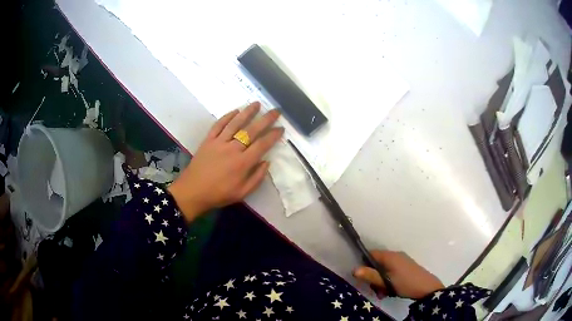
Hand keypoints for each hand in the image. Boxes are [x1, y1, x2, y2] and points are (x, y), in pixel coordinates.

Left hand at [168, 102, 282, 221]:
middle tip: (275, 111)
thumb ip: (257, 178)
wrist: (192, 192)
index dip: (273, 136)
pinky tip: (235, 111)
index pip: (262, 145)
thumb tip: (267, 162)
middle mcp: (232, 149)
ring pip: (235, 124)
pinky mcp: (208, 140)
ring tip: (257, 103)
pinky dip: (227, 117)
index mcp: (242, 163)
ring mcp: (219, 142)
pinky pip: (218, 125)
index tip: (281, 128)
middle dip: (265, 120)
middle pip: (251, 131)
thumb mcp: (242, 193)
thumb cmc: (218, 194)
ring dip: (247, 112)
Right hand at [353, 250, 443, 298]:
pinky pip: (392, 272)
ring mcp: (402, 262)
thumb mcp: (386, 282)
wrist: (427, 288)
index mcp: (390, 256)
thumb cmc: (405, 283)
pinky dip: (388, 281)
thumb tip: (354, 270)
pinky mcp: (406, 268)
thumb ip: (370, 275)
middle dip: (373, 277)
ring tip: (382, 293)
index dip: (364, 264)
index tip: (362, 277)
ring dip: (380, 282)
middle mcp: (396, 256)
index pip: (371, 254)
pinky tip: (390, 291)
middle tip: (374, 289)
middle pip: (377, 264)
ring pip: (384, 270)